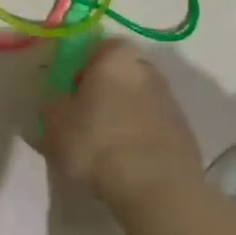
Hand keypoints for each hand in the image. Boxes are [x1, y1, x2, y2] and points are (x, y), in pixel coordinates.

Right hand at [37, 40, 202, 207]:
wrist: (157, 187)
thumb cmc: (98, 144)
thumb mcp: (55, 124)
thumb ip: (53, 104)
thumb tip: (60, 101)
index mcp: (115, 57)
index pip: (94, 47)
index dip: (77, 67)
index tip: (67, 92)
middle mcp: (147, 68)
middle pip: (117, 71)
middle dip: (101, 88)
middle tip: (82, 116)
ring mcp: (170, 98)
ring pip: (136, 97)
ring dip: (121, 112)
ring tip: (103, 144)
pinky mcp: (183, 128)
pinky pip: (151, 122)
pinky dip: (138, 132)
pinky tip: (125, 158)